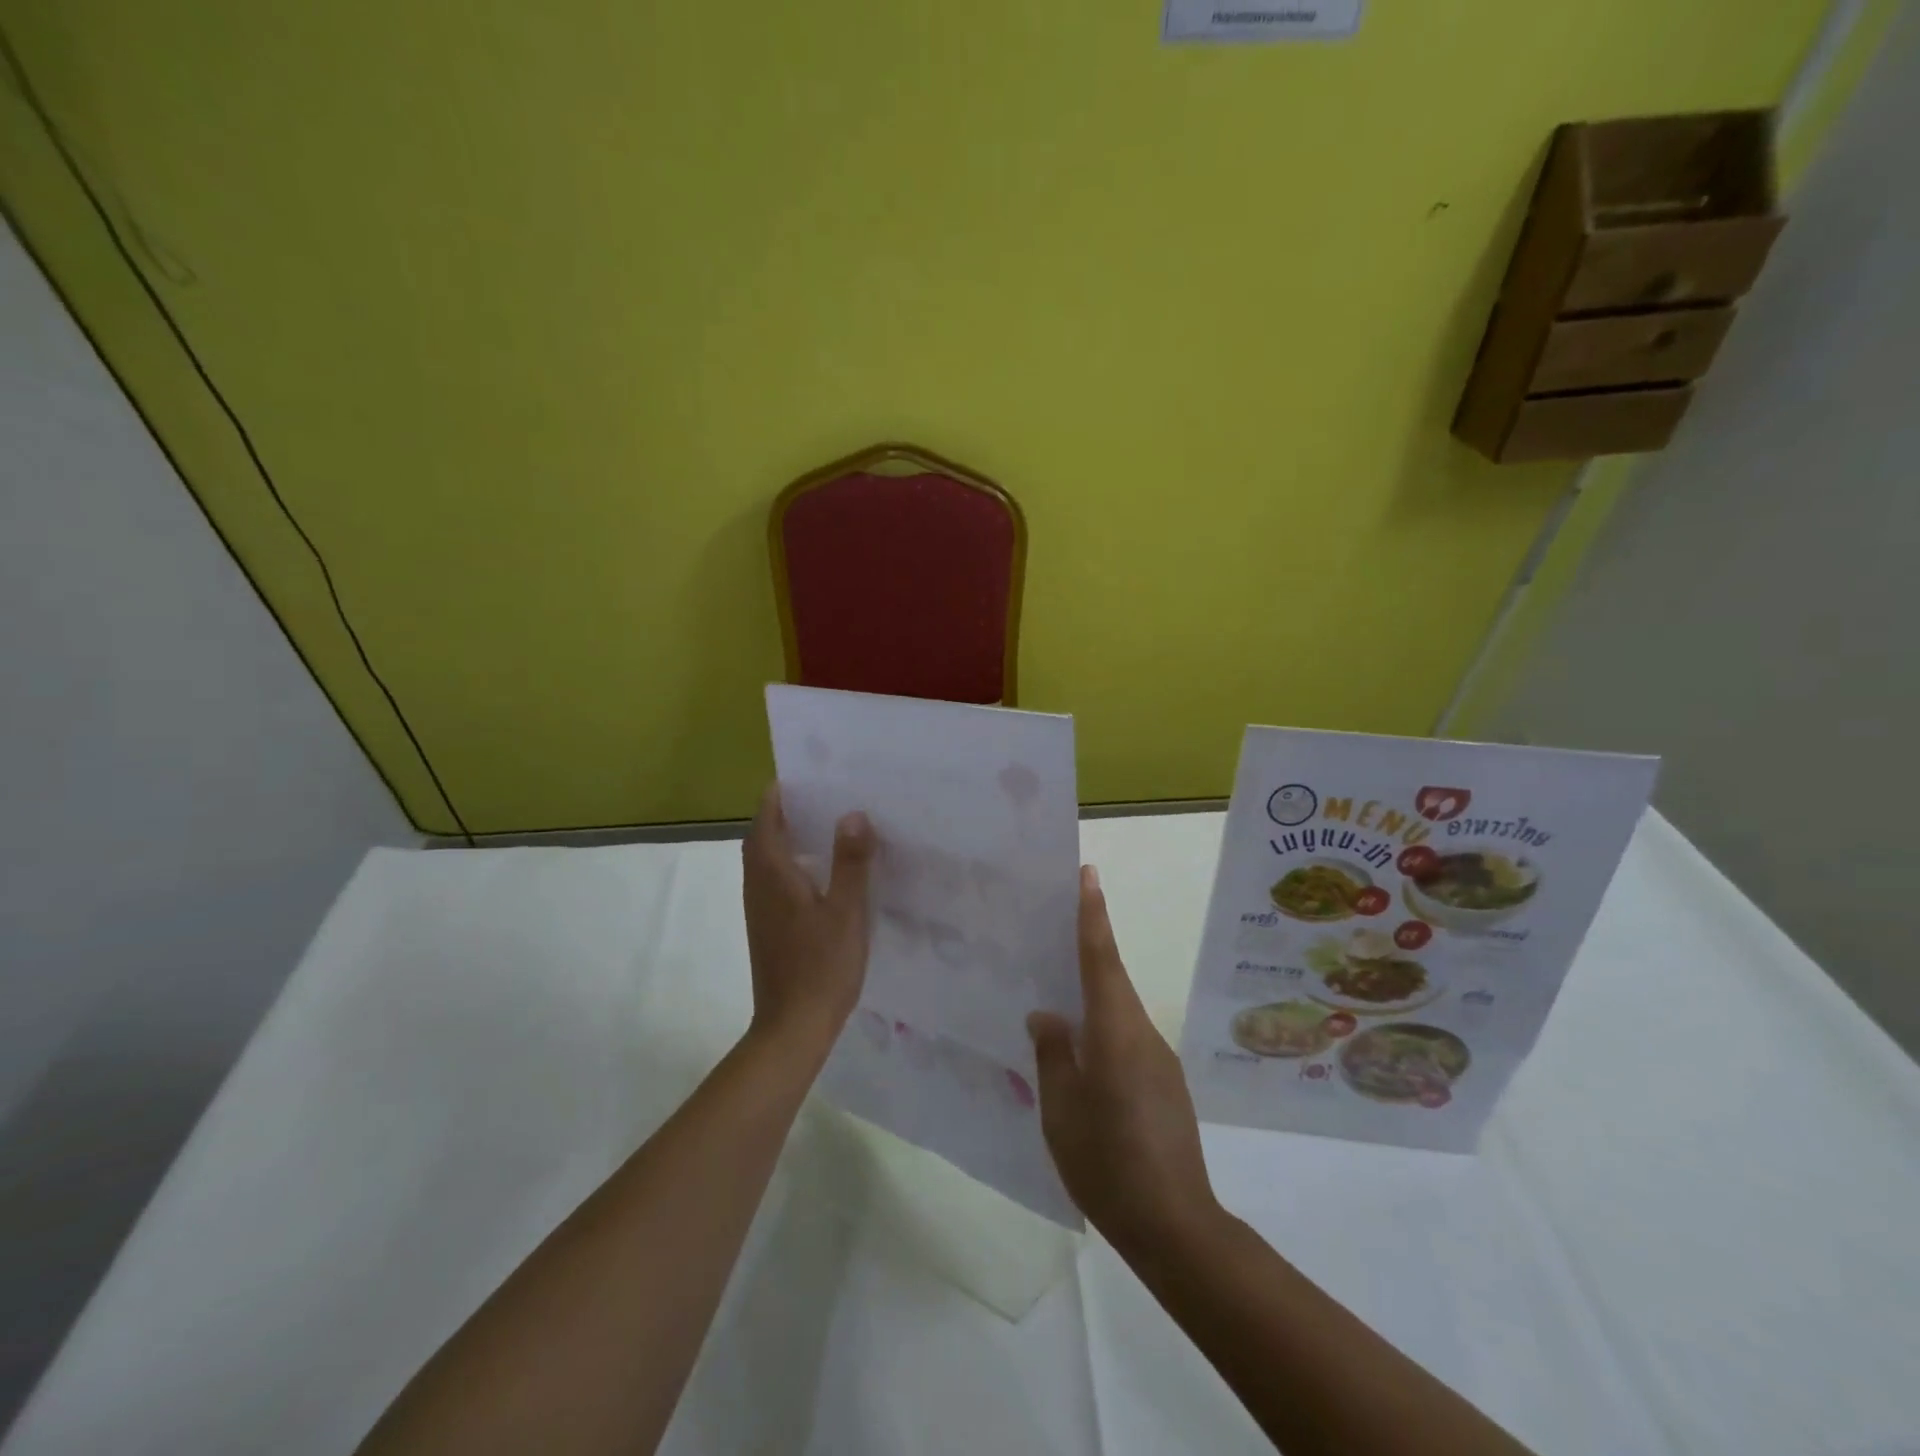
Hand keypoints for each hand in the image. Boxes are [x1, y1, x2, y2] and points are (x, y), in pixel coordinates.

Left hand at [742, 785, 875, 1057]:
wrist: (793, 1026)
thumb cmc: (821, 966)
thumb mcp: (846, 910)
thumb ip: (850, 862)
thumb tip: (853, 813)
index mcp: (773, 875)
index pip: (765, 822)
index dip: (776, 797)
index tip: (799, 776)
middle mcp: (759, 887)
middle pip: (761, 839)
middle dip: (781, 814)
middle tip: (815, 796)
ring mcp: (760, 910)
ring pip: (765, 861)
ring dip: (783, 838)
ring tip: (820, 825)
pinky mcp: (768, 928)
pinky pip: (773, 882)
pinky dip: (789, 864)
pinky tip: (819, 873)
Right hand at [1028, 866, 1220, 1254]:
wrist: (1176, 1227)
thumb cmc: (1109, 1164)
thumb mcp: (1062, 1111)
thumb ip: (1053, 1055)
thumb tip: (1047, 1015)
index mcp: (1116, 1032)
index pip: (1101, 959)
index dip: (1093, 914)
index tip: (1088, 874)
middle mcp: (1142, 1034)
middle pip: (1111, 978)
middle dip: (1088, 946)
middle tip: (1052, 925)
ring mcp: (1158, 1059)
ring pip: (1118, 1010)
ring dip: (1092, 993)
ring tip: (1054, 995)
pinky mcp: (1164, 1083)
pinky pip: (1126, 1038)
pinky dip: (1103, 1029)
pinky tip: (1081, 1054)